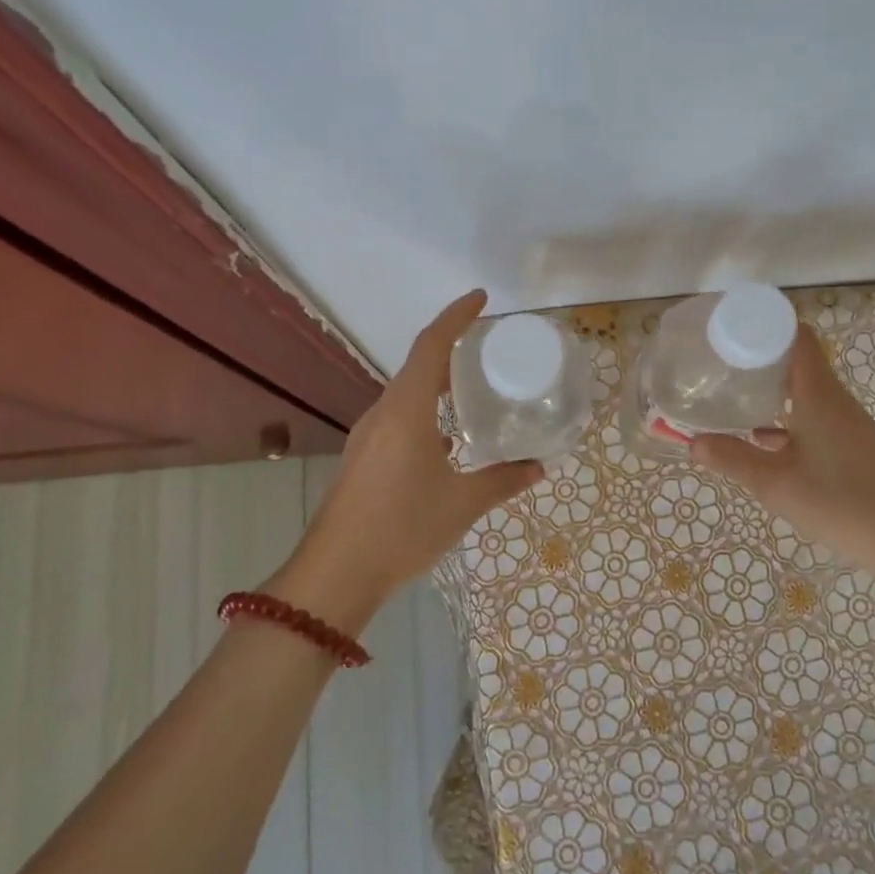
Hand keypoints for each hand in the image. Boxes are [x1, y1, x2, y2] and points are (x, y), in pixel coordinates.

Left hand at [269, 290, 542, 631]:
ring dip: (437, 382)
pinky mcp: (364, 458)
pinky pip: (399, 418)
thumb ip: (503, 480)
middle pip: (419, 366)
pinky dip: (426, 412)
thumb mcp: (462, 504)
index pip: (431, 346)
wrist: (336, 574)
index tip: (482, 299)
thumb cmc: (402, 528)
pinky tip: (448, 439)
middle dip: (452, 348)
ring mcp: (369, 436)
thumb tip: (538, 467)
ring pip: (407, 393)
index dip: (456, 317)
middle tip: (489, 348)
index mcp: (406, 411)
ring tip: (473, 388)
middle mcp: (384, 414)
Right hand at [690, 325, 874, 602]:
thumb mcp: (777, 485)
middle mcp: (834, 400)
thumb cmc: (844, 504)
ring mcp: (845, 424)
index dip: (764, 324)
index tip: (729, 326)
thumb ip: (733, 460)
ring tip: (729, 394)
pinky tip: (759, 439)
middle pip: (795, 361)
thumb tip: (692, 441)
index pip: (796, 337)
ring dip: (769, 390)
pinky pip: (811, 418)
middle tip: (717, 362)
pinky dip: (784, 419)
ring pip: (802, 392)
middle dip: (757, 358)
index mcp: (818, 395)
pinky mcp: (851, 447)